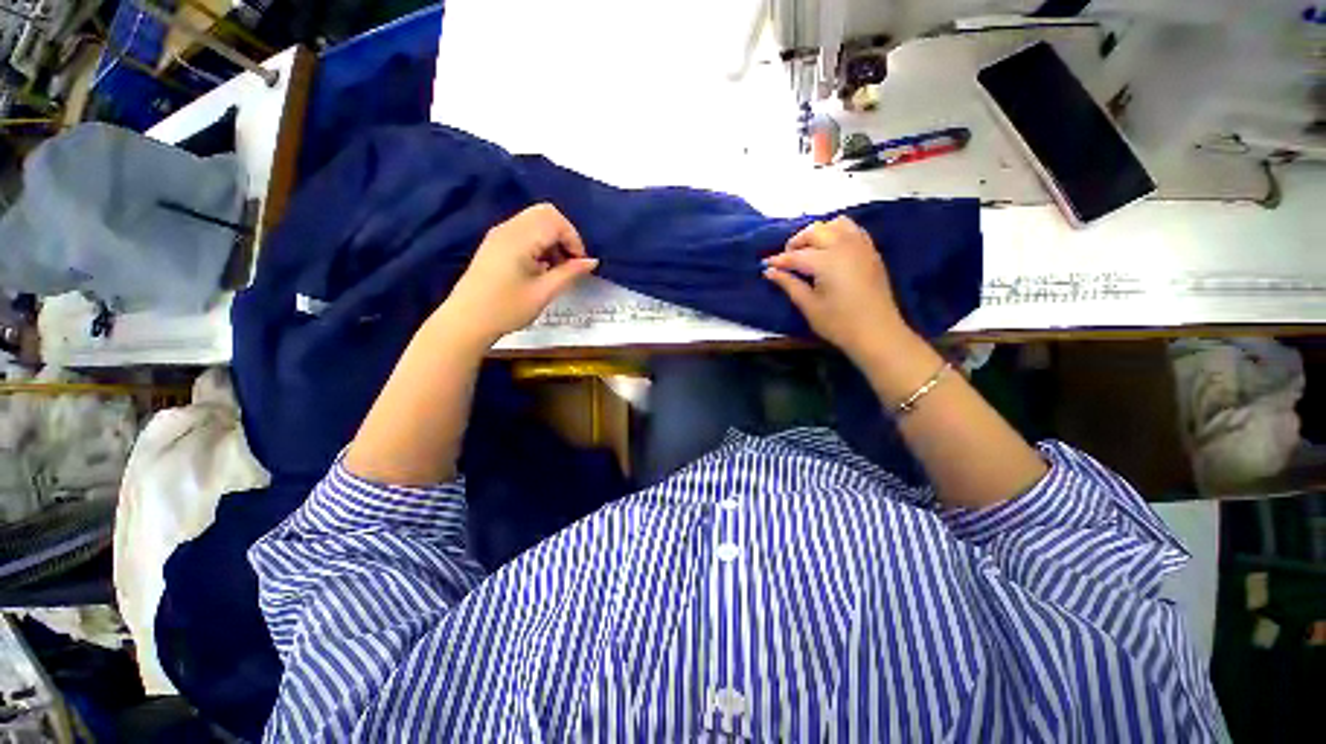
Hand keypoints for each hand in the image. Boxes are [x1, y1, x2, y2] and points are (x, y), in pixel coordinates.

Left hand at [441, 203, 597, 346]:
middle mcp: (508, 228)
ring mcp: (500, 234)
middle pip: (546, 213)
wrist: (467, 320)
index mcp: (519, 238)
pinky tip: (540, 267)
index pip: (556, 221)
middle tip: (569, 263)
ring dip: (552, 239)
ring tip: (556, 268)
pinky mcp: (496, 243)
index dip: (574, 240)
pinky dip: (540, 242)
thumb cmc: (507, 309)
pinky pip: (525, 230)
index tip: (579, 265)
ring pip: (535, 220)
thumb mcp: (544, 293)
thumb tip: (592, 262)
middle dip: (564, 235)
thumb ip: (570, 273)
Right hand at [763, 216, 910, 361]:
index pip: (796, 255)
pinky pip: (853, 230)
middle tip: (786, 258)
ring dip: (819, 232)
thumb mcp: (809, 306)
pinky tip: (831, 249)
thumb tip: (770, 272)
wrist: (877, 333)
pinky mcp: (871, 252)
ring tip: (809, 250)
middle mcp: (844, 246)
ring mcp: (861, 246)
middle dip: (797, 242)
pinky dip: (838, 233)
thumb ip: (789, 284)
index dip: (778, 260)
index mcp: (826, 261)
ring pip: (836, 224)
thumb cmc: (839, 323)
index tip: (766, 265)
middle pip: (815, 231)